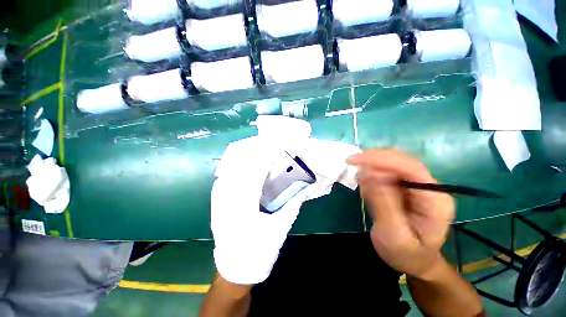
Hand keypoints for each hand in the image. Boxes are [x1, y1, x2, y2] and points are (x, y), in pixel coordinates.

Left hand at [211, 136, 314, 284]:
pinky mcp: (217, 202)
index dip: (263, 157)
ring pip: (228, 170)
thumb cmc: (260, 251)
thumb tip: (305, 187)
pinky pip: (224, 178)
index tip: (273, 145)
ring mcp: (218, 201)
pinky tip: (244, 162)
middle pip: (237, 167)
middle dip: (251, 152)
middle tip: (264, 141)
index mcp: (244, 209)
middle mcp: (227, 201)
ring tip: (255, 147)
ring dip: (242, 157)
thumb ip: (293, 204)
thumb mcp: (281, 227)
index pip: (253, 174)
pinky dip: (235, 166)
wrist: (235, 269)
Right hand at [348, 149, 454, 278]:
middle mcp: (430, 187)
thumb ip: (383, 204)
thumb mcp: (393, 235)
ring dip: (372, 166)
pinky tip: (367, 189)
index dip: (382, 160)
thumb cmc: (406, 254)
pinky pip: (386, 172)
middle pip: (401, 160)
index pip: (410, 168)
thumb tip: (369, 174)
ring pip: (392, 163)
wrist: (414, 262)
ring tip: (361, 184)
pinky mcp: (405, 186)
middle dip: (374, 158)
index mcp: (435, 200)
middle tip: (351, 162)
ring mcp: (417, 185)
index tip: (355, 160)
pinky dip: (372, 174)